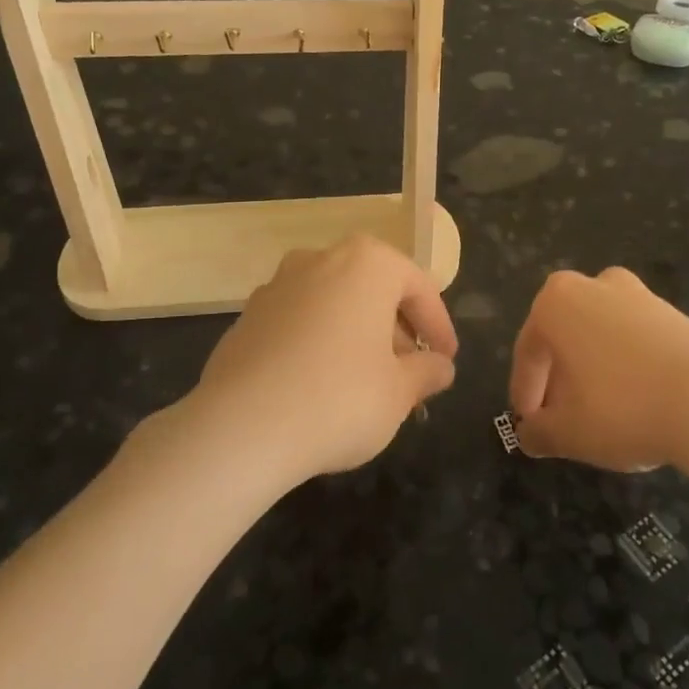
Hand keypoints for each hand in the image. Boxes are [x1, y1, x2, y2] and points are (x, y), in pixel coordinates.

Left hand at [181, 235, 457, 488]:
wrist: (241, 428)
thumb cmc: (340, 399)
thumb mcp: (399, 392)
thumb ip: (426, 372)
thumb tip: (440, 367)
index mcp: (366, 264)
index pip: (418, 287)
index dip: (438, 326)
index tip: (446, 360)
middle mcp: (319, 260)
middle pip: (373, 290)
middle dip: (395, 330)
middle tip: (410, 373)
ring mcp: (276, 287)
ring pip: (333, 304)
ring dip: (357, 335)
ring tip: (367, 382)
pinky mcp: (246, 318)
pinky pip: (299, 323)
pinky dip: (318, 344)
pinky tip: (321, 387)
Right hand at [509, 266, 688, 474]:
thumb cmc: (623, 408)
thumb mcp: (568, 432)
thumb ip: (538, 432)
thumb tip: (529, 435)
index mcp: (557, 302)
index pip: (528, 351)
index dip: (525, 392)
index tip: (529, 425)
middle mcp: (594, 285)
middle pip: (564, 338)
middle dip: (558, 379)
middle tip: (560, 418)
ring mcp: (639, 294)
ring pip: (600, 336)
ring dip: (592, 371)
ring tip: (598, 414)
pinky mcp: (675, 313)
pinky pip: (634, 340)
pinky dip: (626, 367)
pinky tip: (635, 402)